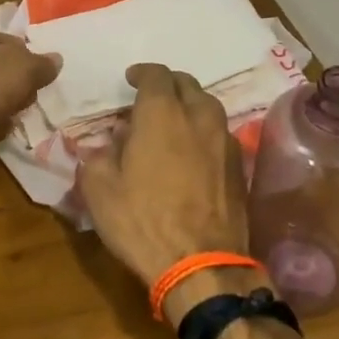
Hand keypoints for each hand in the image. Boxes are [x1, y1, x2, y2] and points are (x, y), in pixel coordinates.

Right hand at [77, 64, 251, 318]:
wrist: (201, 265)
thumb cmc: (142, 221)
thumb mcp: (99, 189)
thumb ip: (98, 156)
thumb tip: (106, 145)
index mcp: (161, 114)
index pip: (156, 75)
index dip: (142, 73)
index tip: (131, 79)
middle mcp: (198, 118)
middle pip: (188, 85)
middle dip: (168, 84)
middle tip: (151, 97)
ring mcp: (225, 142)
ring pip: (209, 107)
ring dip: (190, 105)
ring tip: (174, 121)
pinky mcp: (239, 168)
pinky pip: (220, 134)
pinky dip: (204, 132)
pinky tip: (193, 151)